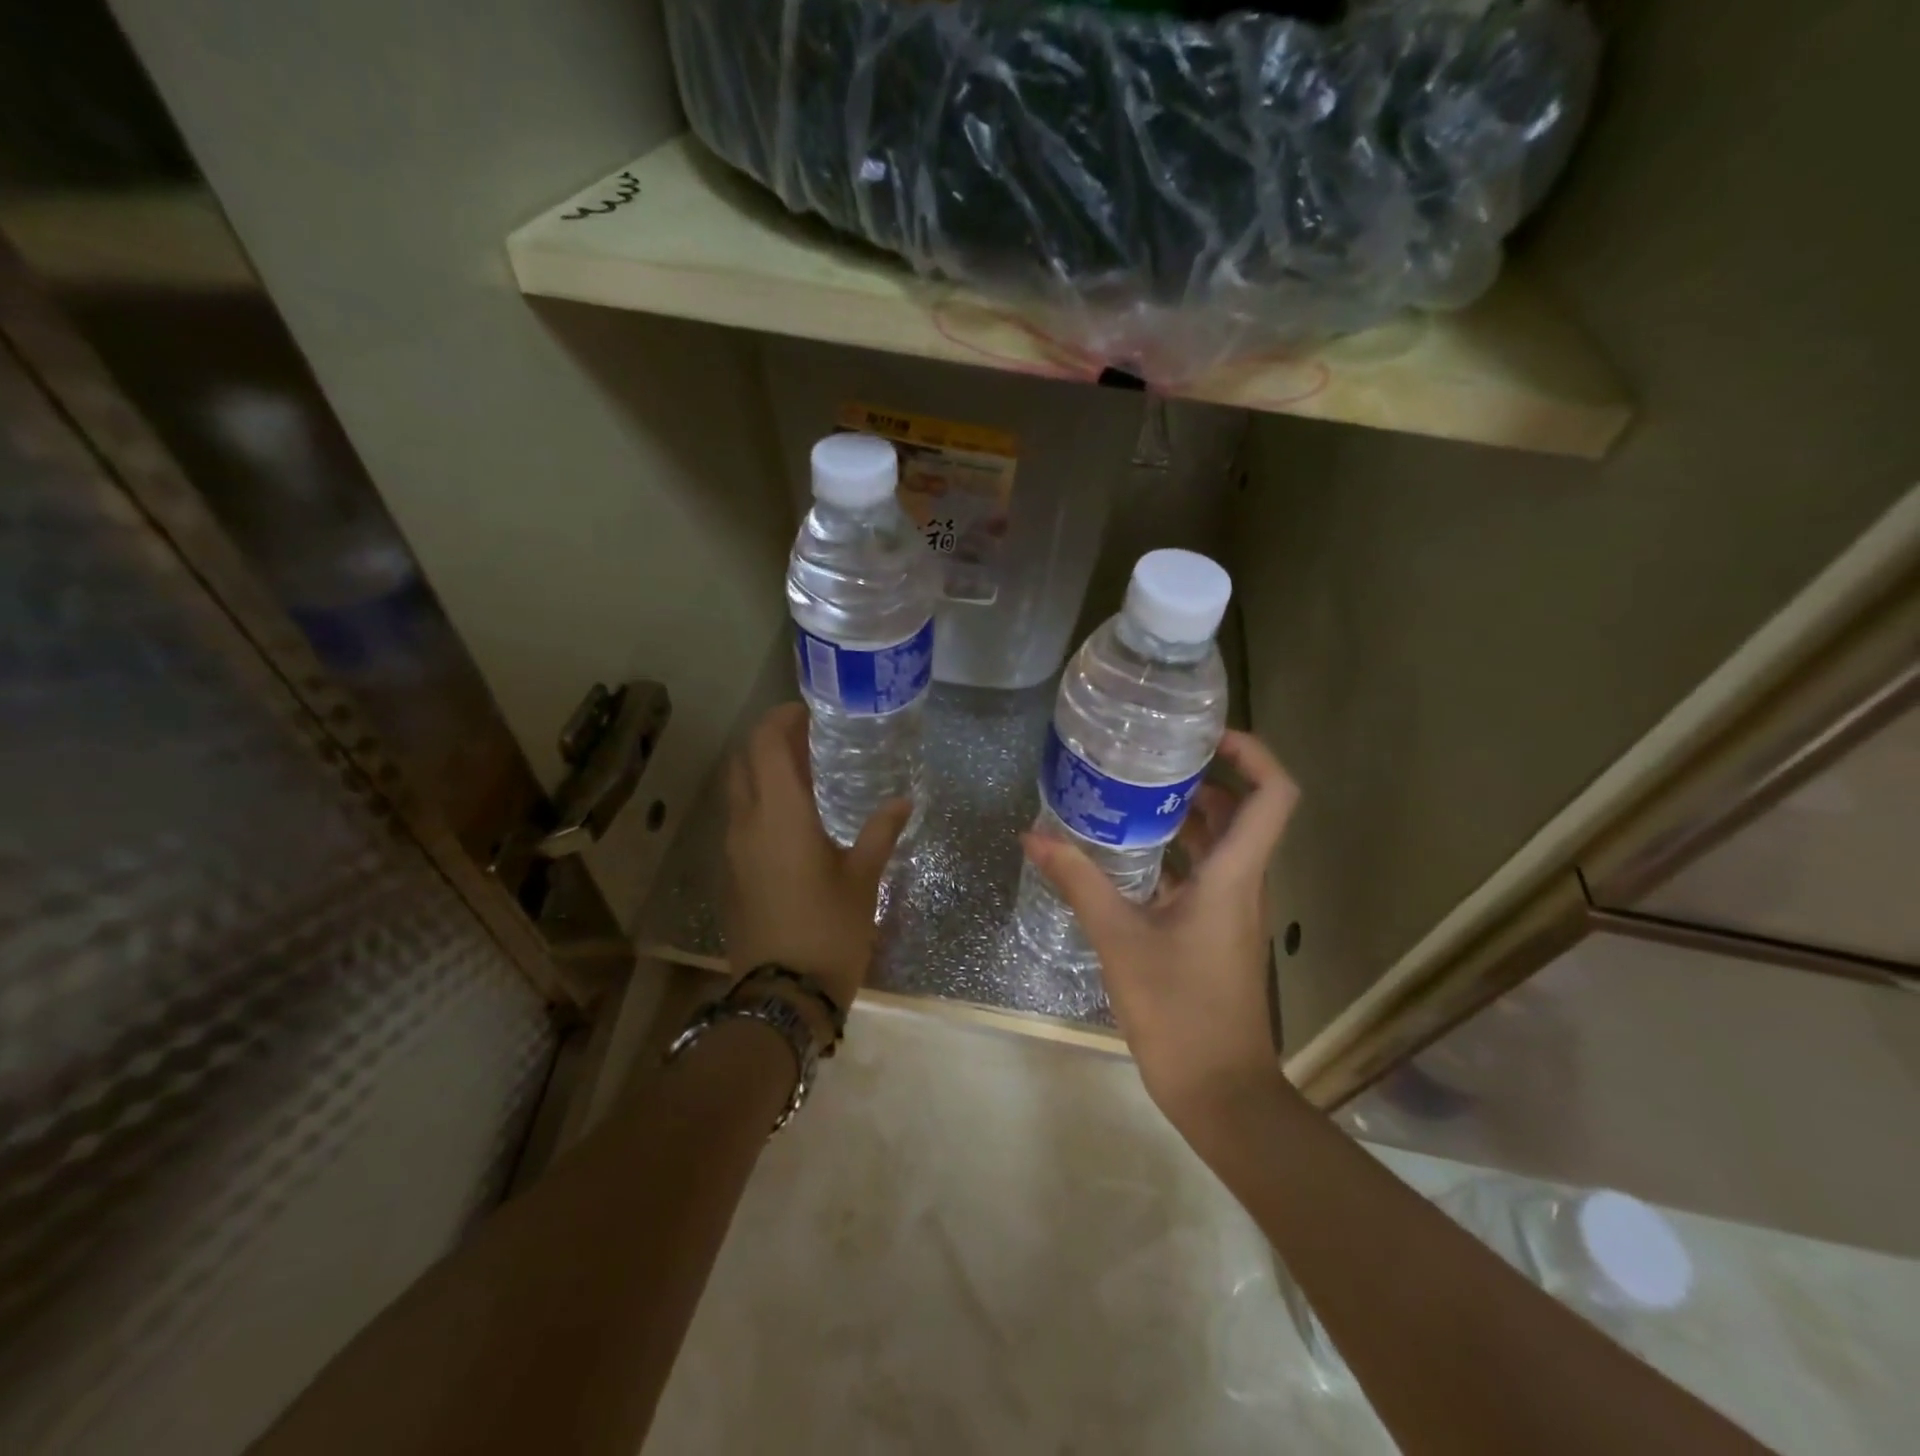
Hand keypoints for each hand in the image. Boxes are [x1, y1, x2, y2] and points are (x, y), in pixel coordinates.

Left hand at [723, 703, 909, 1008]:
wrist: (782, 995)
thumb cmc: (829, 930)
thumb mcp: (862, 879)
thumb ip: (880, 833)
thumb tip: (901, 802)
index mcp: (779, 815)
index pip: (765, 745)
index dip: (780, 719)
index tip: (808, 711)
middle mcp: (747, 823)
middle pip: (744, 761)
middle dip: (770, 739)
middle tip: (810, 737)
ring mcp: (734, 849)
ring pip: (738, 789)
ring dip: (763, 769)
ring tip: (806, 771)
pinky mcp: (733, 872)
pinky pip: (741, 817)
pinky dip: (760, 799)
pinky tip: (795, 815)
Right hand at [1022, 730, 1299, 1128]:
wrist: (1221, 1092)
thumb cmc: (1179, 1011)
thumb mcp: (1118, 940)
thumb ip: (1078, 882)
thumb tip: (1034, 837)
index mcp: (1234, 875)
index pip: (1273, 795)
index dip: (1253, 753)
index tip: (1206, 736)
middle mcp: (1242, 884)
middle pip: (1242, 811)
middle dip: (1202, 778)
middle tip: (1148, 759)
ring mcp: (1232, 910)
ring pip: (1220, 845)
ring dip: (1185, 817)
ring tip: (1129, 796)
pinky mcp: (1216, 933)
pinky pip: (1202, 876)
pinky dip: (1173, 856)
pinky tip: (1126, 856)